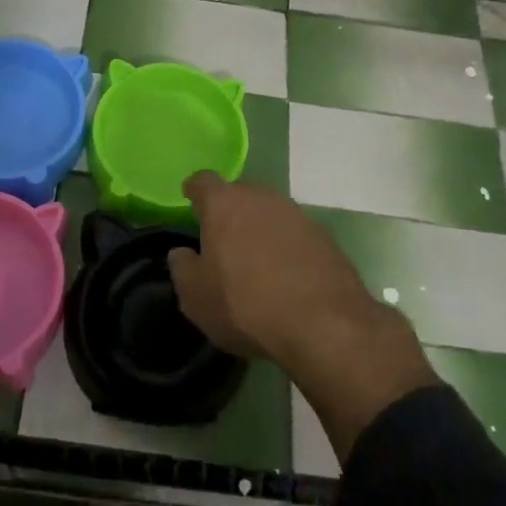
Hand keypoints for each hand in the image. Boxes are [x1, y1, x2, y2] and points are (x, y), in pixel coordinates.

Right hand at [167, 173, 377, 367]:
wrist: (324, 324)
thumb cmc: (246, 305)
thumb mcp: (197, 298)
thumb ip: (183, 269)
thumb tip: (182, 254)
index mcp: (224, 204)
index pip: (203, 181)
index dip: (195, 190)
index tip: (191, 201)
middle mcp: (261, 198)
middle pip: (239, 194)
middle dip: (229, 212)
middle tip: (223, 241)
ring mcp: (296, 214)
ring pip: (269, 213)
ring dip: (260, 230)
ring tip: (255, 262)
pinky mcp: (324, 236)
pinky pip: (295, 234)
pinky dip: (286, 247)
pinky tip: (286, 276)